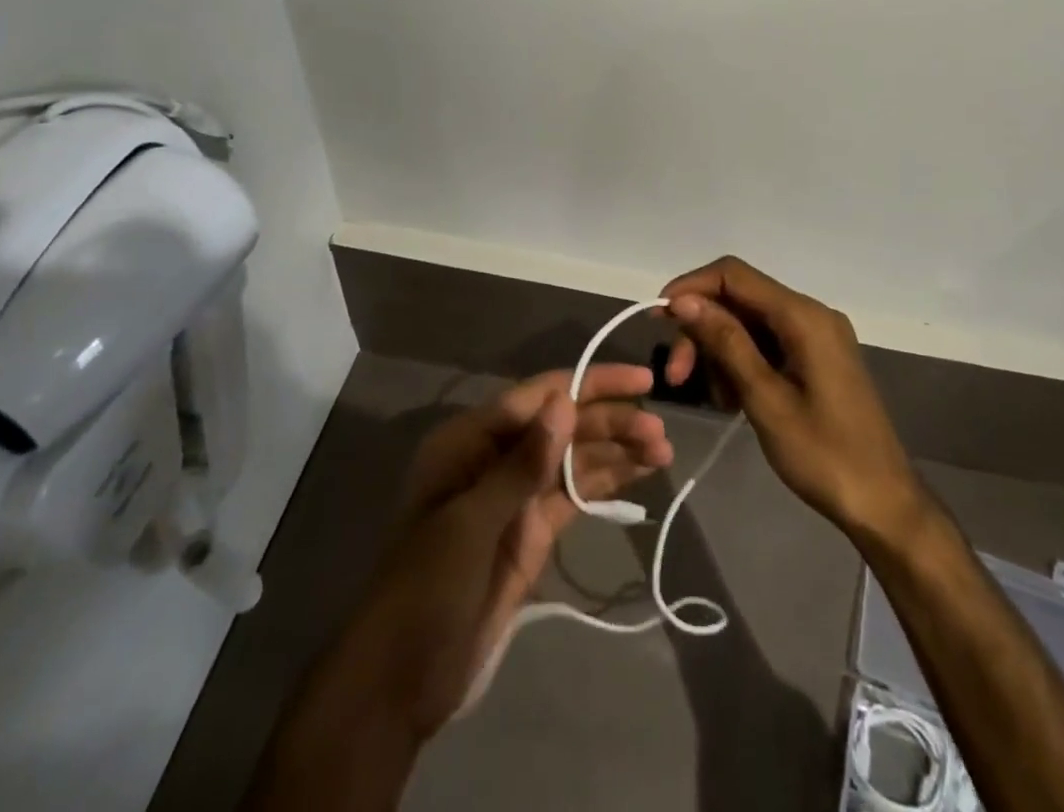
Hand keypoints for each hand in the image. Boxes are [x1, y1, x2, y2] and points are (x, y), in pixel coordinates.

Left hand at [352, 365, 670, 737]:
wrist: (401, 681)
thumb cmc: (426, 589)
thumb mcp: (472, 523)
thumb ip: (522, 463)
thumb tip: (565, 401)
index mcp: (471, 439)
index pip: (540, 396)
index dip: (591, 383)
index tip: (641, 382)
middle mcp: (496, 457)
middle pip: (562, 425)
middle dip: (611, 423)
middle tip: (660, 433)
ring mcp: (516, 496)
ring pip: (574, 458)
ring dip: (616, 451)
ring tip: (662, 450)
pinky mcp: (532, 531)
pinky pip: (574, 494)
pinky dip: (606, 482)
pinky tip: (639, 473)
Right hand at [661, 257, 928, 545]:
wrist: (884, 504)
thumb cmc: (825, 455)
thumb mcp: (765, 399)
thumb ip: (726, 343)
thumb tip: (684, 300)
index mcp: (803, 316)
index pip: (734, 275)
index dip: (691, 287)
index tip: (659, 317)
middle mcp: (810, 314)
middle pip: (738, 300)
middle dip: (702, 330)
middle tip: (676, 376)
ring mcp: (815, 336)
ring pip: (748, 324)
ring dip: (718, 352)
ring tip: (709, 397)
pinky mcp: (815, 358)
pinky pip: (766, 344)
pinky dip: (741, 363)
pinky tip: (731, 400)